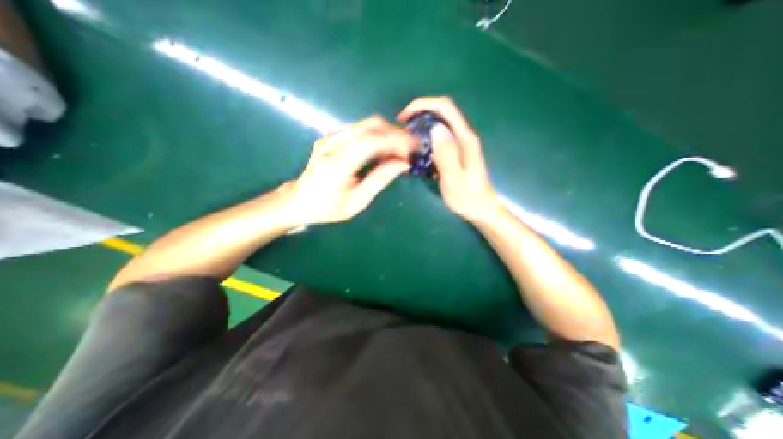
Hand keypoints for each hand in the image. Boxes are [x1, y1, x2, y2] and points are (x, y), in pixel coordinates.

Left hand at [286, 114, 410, 225]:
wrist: (300, 200)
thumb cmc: (328, 208)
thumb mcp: (357, 201)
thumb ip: (380, 180)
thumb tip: (403, 163)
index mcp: (338, 163)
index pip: (373, 140)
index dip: (397, 141)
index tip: (415, 148)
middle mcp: (333, 143)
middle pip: (371, 125)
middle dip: (396, 133)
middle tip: (410, 149)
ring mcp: (330, 137)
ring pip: (367, 124)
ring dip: (388, 134)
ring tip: (400, 151)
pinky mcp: (332, 137)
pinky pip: (360, 130)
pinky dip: (377, 136)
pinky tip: (384, 150)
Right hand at [399, 97, 493, 220]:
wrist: (480, 208)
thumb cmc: (467, 198)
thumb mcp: (454, 180)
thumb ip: (446, 155)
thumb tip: (435, 128)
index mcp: (464, 139)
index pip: (445, 107)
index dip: (423, 104)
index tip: (404, 117)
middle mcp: (463, 136)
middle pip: (441, 112)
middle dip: (419, 114)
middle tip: (402, 130)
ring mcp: (460, 143)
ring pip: (439, 124)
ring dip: (421, 126)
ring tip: (406, 139)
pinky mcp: (456, 151)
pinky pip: (438, 137)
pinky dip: (425, 138)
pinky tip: (417, 151)